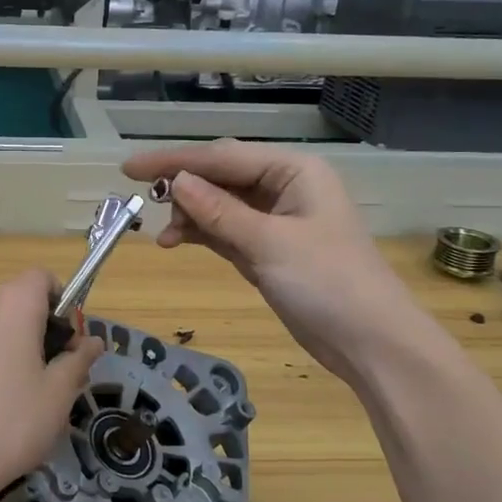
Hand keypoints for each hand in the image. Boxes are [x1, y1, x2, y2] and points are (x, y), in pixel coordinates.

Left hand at [0, 269, 101, 501]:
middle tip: (56, 374)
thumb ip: (78, 360)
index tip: (71, 340)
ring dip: (13, 347)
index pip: (41, 277)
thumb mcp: (58, 395)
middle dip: (41, 328)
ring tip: (24, 397)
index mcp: (12, 307)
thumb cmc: (10, 423)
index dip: (62, 300)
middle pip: (16, 301)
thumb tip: (92, 341)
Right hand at [121, 140, 429, 383]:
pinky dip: (201, 234)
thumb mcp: (269, 244)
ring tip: (163, 237)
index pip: (223, 157)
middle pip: (220, 176)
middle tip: (143, 200)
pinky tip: (176, 242)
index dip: (174, 161)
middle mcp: (284, 186)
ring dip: (189, 215)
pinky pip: (225, 230)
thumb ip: (219, 211)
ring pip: (219, 204)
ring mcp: (275, 219)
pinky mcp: (268, 249)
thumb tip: (175, 181)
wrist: (371, 343)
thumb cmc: (327, 284)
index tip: (129, 168)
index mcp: (294, 170)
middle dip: (181, 187)